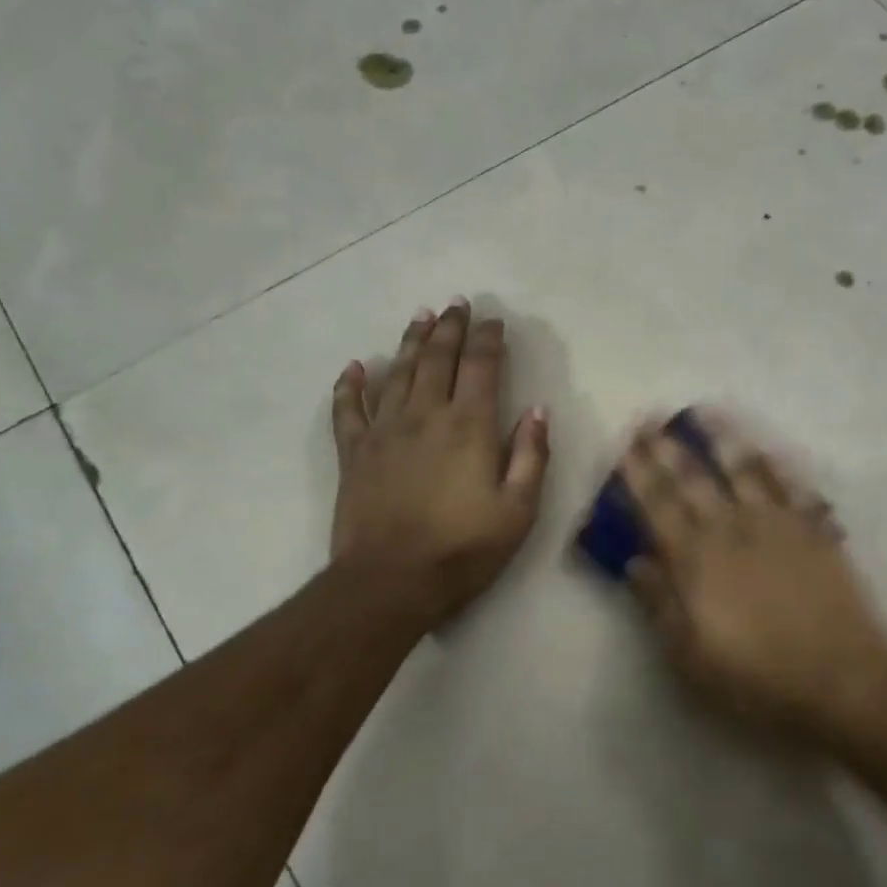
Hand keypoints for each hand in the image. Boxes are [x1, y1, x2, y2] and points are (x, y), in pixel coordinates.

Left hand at [331, 299, 549, 628]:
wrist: (391, 582)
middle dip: (449, 328)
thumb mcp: (518, 510)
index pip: (481, 367)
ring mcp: (384, 431)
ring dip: (410, 342)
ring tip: (420, 317)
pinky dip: (350, 385)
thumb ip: (532, 456)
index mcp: (469, 426)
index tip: (494, 321)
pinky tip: (355, 367)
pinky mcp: (354, 453)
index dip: (488, 339)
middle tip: (456, 304)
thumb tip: (538, 411)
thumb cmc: (463, 549)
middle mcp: (426, 415)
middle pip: (437, 358)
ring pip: (397, 373)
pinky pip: (348, 409)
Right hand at [619, 412, 886, 736]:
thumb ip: (659, 604)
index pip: (657, 506)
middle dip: (668, 448)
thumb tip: (634, 562)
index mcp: (695, 560)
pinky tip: (764, 449)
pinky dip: (774, 464)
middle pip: (693, 479)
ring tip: (703, 413)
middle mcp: (731, 529)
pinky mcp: (813, 531)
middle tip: (651, 419)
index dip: (638, 473)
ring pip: (743, 470)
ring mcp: (776, 525)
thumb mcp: (690, 656)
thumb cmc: (756, 677)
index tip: (625, 445)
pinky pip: (791, 486)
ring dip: (720, 439)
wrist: (841, 679)